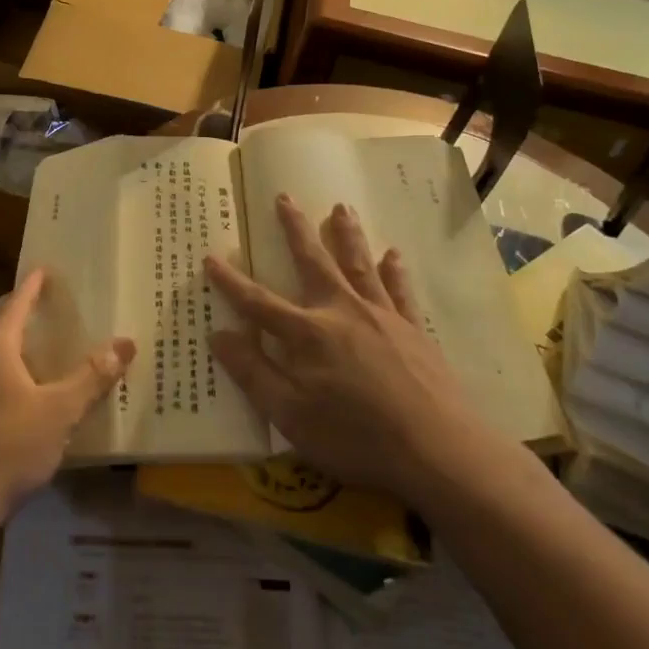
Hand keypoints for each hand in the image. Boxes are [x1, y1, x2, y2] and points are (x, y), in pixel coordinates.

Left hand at [0, 269, 134, 526]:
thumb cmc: (10, 447)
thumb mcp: (60, 412)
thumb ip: (91, 377)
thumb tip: (124, 344)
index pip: (16, 304)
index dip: (33, 286)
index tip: (44, 270)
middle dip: (19, 312)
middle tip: (44, 307)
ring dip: (7, 346)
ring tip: (33, 351)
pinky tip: (12, 395)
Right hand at [205, 196, 509, 504]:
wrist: (438, 451)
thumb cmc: (355, 437)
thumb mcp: (290, 415)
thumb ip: (253, 372)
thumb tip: (218, 334)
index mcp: (308, 334)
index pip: (258, 302)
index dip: (231, 282)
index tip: (210, 257)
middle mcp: (342, 312)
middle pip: (313, 262)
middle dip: (296, 230)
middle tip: (285, 197)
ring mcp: (382, 317)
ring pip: (358, 265)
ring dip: (347, 235)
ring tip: (341, 207)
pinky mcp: (413, 330)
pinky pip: (399, 291)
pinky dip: (394, 271)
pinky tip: (393, 254)